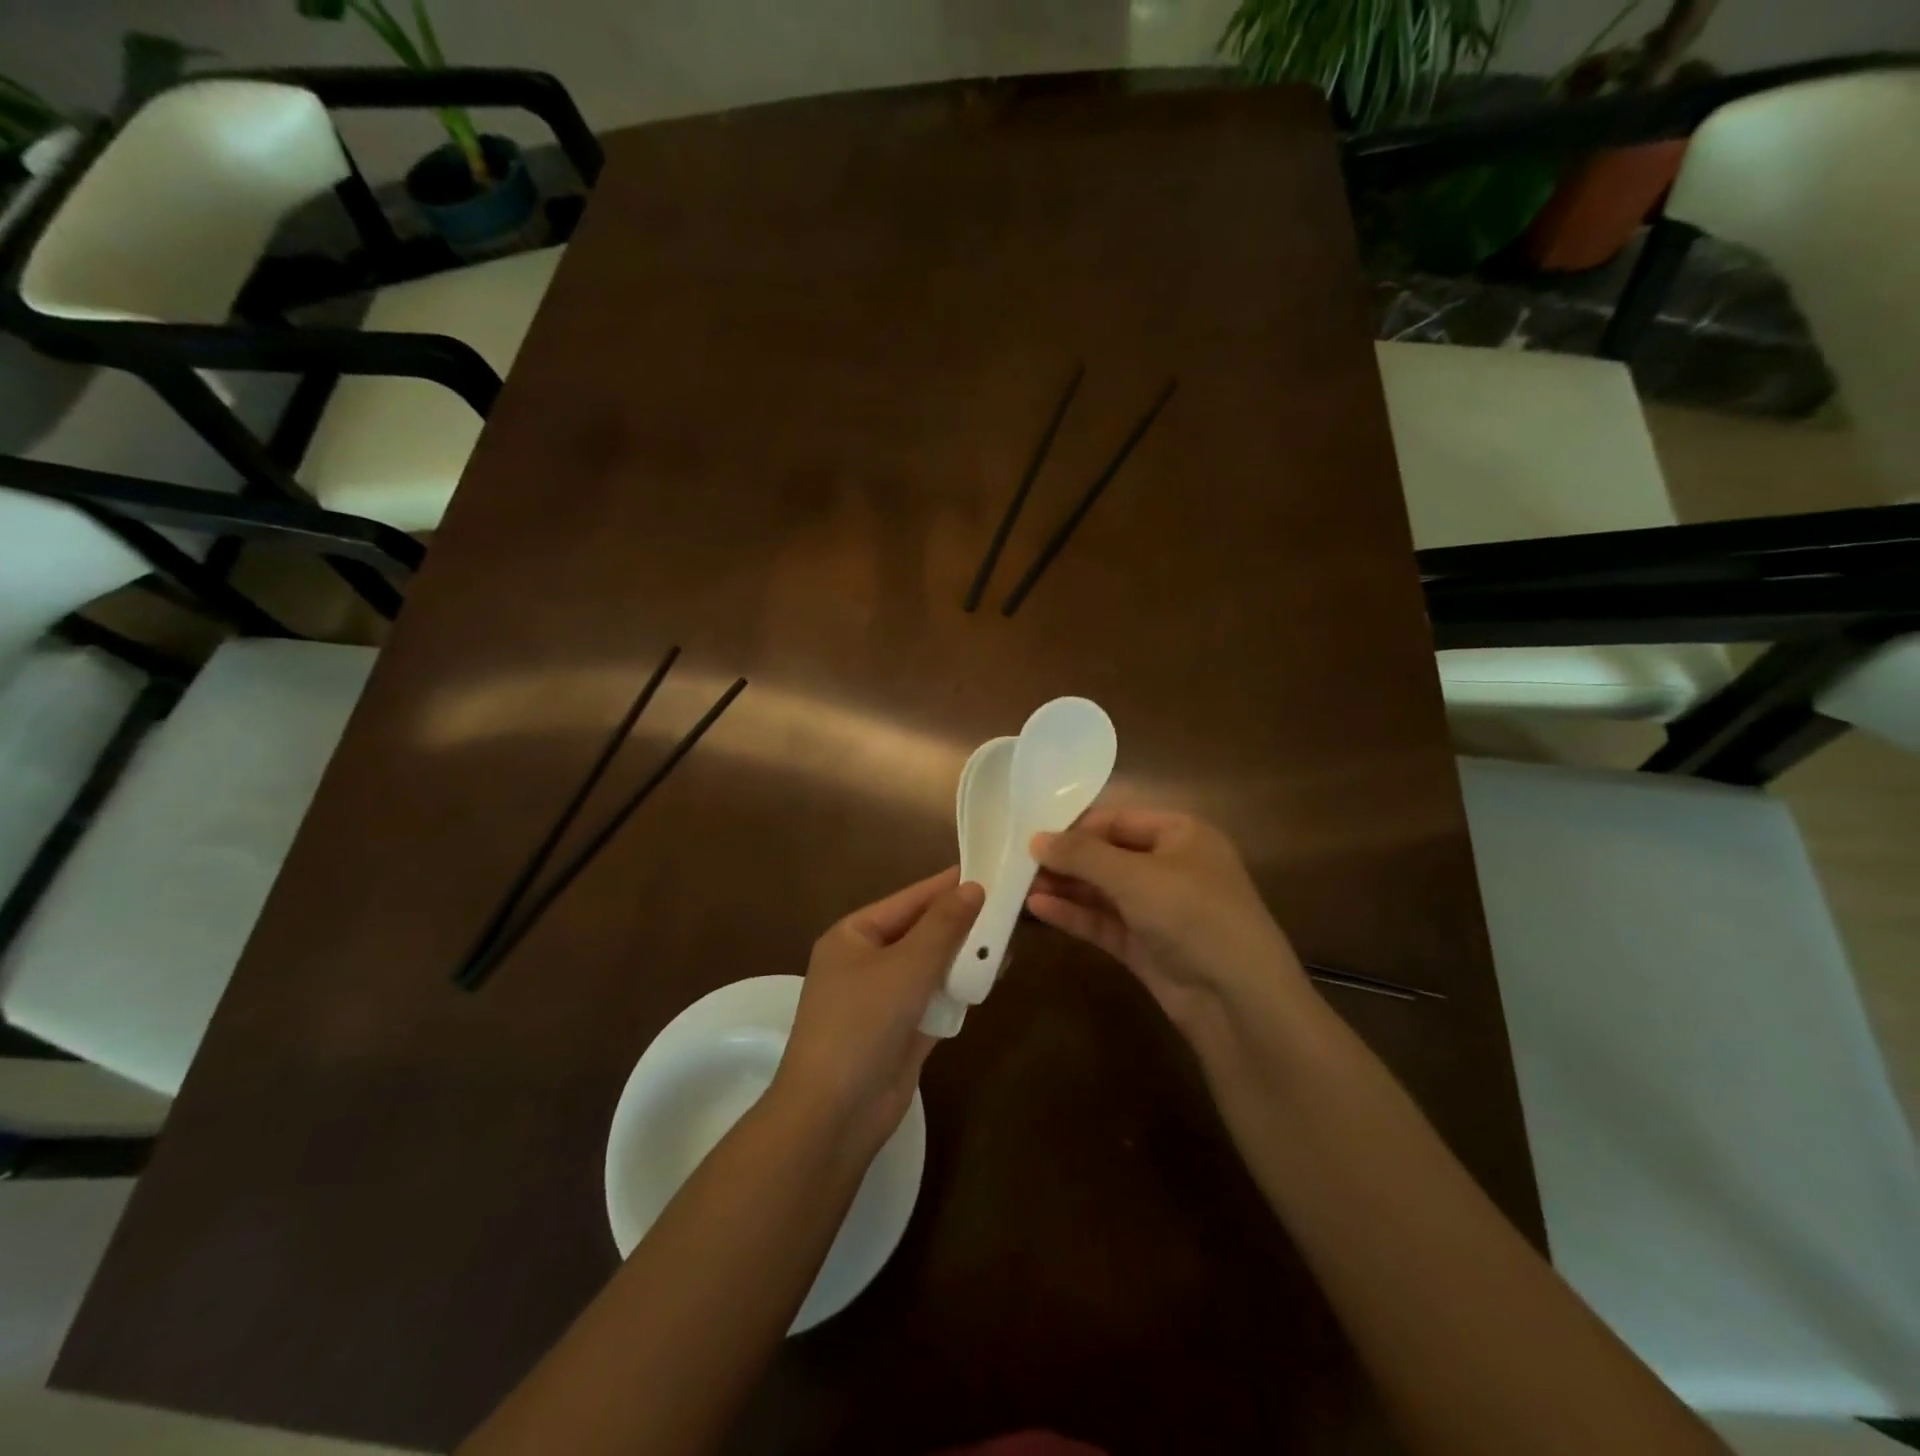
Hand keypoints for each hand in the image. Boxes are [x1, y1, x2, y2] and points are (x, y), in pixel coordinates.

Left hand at [771, 868, 982, 1160]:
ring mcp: (884, 998)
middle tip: (1010, 905)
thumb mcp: (905, 966)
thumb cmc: (862, 1024)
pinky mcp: (903, 1031)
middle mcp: (867, 961)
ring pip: (932, 966)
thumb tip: (974, 887)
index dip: (948, 885)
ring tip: (1009, 938)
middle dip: (962, 922)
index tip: (990, 868)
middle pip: (922, 932)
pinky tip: (992, 976)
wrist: (834, 1115)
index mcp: (854, 935)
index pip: (909, 900)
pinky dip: (960, 988)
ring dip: (964, 956)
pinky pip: (936, 998)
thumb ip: (943, 926)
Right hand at [1027, 808, 1309, 1042]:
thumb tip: (1036, 839)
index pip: (1118, 819)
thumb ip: (1082, 855)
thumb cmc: (1192, 914)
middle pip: (1107, 855)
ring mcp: (1158, 909)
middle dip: (1066, 859)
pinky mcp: (1146, 945)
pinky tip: (1038, 909)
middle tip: (1018, 862)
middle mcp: (1170, 866)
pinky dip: (1075, 914)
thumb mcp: (1134, 876)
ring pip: (1102, 891)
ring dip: (1065, 887)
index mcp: (1181, 834)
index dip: (1075, 826)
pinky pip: (1104, 921)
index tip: (1032, 833)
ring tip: (1019, 885)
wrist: (1238, 1000)